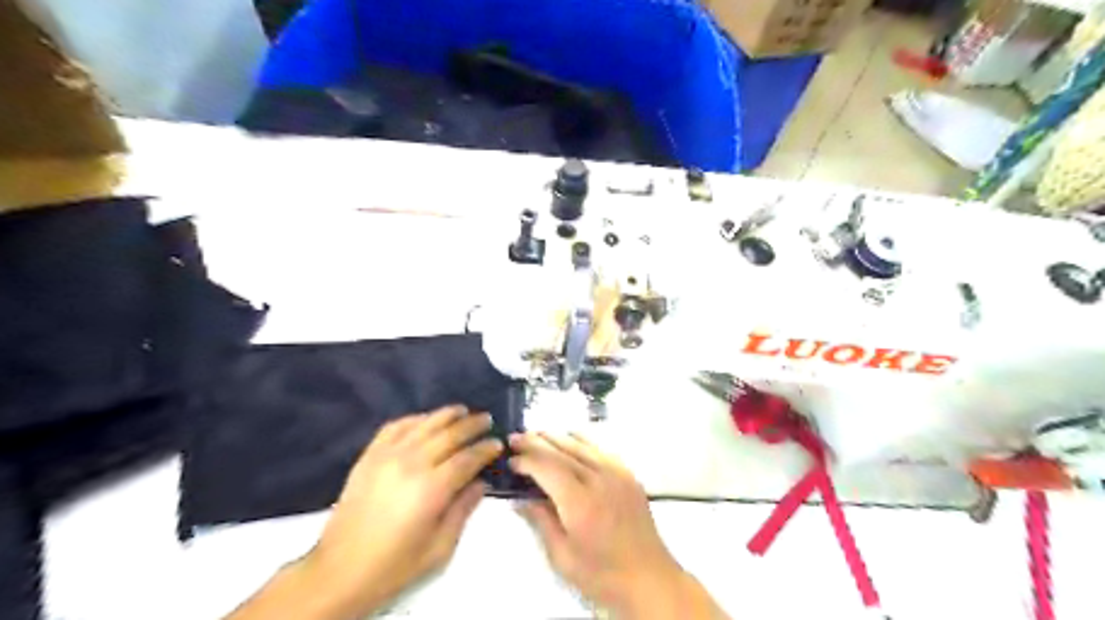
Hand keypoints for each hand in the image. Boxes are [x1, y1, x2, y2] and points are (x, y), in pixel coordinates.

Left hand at [302, 408, 504, 615]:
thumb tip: (480, 483)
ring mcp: (388, 456)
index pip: (467, 458)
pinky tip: (425, 419)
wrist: (340, 571)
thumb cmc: (395, 565)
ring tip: (463, 410)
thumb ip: (463, 510)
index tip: (498, 444)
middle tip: (487, 420)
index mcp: (432, 488)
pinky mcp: (369, 456)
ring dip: (447, 414)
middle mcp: (412, 463)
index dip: (486, 449)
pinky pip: (395, 426)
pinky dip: (414, 419)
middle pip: (449, 434)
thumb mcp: (440, 548)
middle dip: (472, 425)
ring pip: (424, 424)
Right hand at [509, 433, 725, 618]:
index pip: (547, 466)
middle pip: (562, 449)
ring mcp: (617, 473)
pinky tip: (570, 441)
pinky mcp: (628, 474)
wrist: (649, 578)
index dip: (526, 459)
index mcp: (580, 502)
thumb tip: (521, 498)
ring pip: (581, 443)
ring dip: (556, 437)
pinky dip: (580, 441)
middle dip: (536, 441)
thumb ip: (541, 521)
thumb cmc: (602, 574)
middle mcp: (599, 479)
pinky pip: (600, 448)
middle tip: (515, 438)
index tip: (510, 460)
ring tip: (537, 435)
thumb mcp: (563, 556)